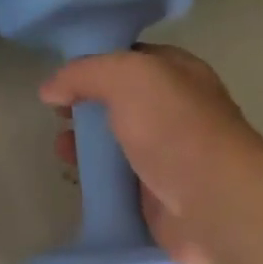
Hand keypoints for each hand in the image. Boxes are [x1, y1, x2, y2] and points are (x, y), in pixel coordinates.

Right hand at [41, 45, 262, 263]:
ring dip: (86, 146)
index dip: (93, 66)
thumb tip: (50, 89)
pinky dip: (96, 181)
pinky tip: (77, 181)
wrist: (212, 204)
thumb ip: (86, 73)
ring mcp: (165, 156)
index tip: (60, 80)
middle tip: (58, 118)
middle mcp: (174, 112)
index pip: (129, 60)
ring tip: (61, 151)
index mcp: (177, 74)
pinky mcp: (155, 195)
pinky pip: (118, 182)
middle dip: (86, 109)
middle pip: (119, 104)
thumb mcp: (129, 78)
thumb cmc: (175, 131)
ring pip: (116, 145)